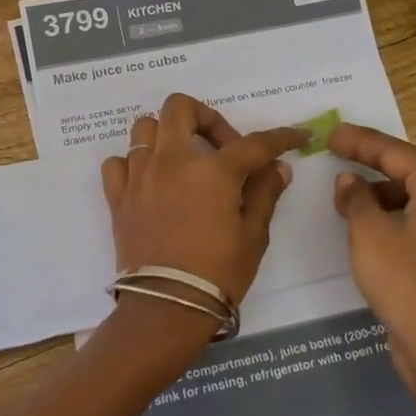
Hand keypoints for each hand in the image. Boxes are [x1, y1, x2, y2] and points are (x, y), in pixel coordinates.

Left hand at [101, 94, 305, 312]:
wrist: (167, 308)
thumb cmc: (218, 273)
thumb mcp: (253, 235)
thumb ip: (264, 194)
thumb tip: (277, 168)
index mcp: (213, 171)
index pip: (254, 143)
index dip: (281, 137)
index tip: (297, 136)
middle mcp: (172, 161)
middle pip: (180, 108)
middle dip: (206, 117)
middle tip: (222, 147)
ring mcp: (140, 176)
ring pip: (145, 128)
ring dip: (167, 135)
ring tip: (184, 161)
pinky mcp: (118, 197)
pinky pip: (118, 163)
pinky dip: (133, 164)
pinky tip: (150, 182)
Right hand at [330, 124, 415, 407]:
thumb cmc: (406, 283)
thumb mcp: (370, 235)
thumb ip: (357, 199)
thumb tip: (349, 181)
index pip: (396, 151)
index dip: (360, 141)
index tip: (331, 133)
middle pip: (408, 170)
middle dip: (370, 161)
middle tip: (335, 150)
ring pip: (411, 195)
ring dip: (378, 191)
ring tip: (344, 192)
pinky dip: (390, 214)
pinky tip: (365, 222)